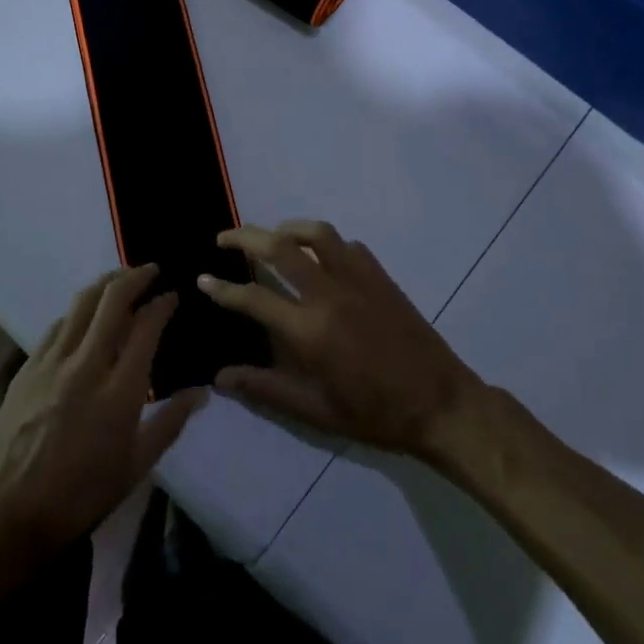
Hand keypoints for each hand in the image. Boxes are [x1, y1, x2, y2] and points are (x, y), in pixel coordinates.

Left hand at [0, 265, 205, 556]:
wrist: (8, 513)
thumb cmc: (81, 495)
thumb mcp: (136, 467)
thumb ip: (171, 422)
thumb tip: (203, 392)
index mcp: (119, 390)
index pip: (145, 327)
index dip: (162, 303)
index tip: (172, 294)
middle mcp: (85, 364)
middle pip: (111, 300)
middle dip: (134, 276)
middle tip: (150, 270)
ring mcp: (51, 362)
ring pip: (80, 304)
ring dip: (104, 284)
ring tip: (120, 280)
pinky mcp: (26, 368)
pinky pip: (56, 326)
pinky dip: (76, 312)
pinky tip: (83, 317)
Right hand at [198, 221, 481, 457]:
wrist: (441, 404)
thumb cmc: (375, 414)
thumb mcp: (317, 411)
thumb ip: (266, 389)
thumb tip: (221, 378)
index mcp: (310, 331)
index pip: (254, 298)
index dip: (222, 288)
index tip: (203, 279)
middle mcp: (329, 294)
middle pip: (280, 248)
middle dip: (245, 237)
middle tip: (224, 238)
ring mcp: (359, 280)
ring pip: (317, 234)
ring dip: (288, 229)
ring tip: (272, 236)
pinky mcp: (381, 277)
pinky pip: (348, 246)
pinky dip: (326, 244)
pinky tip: (320, 257)